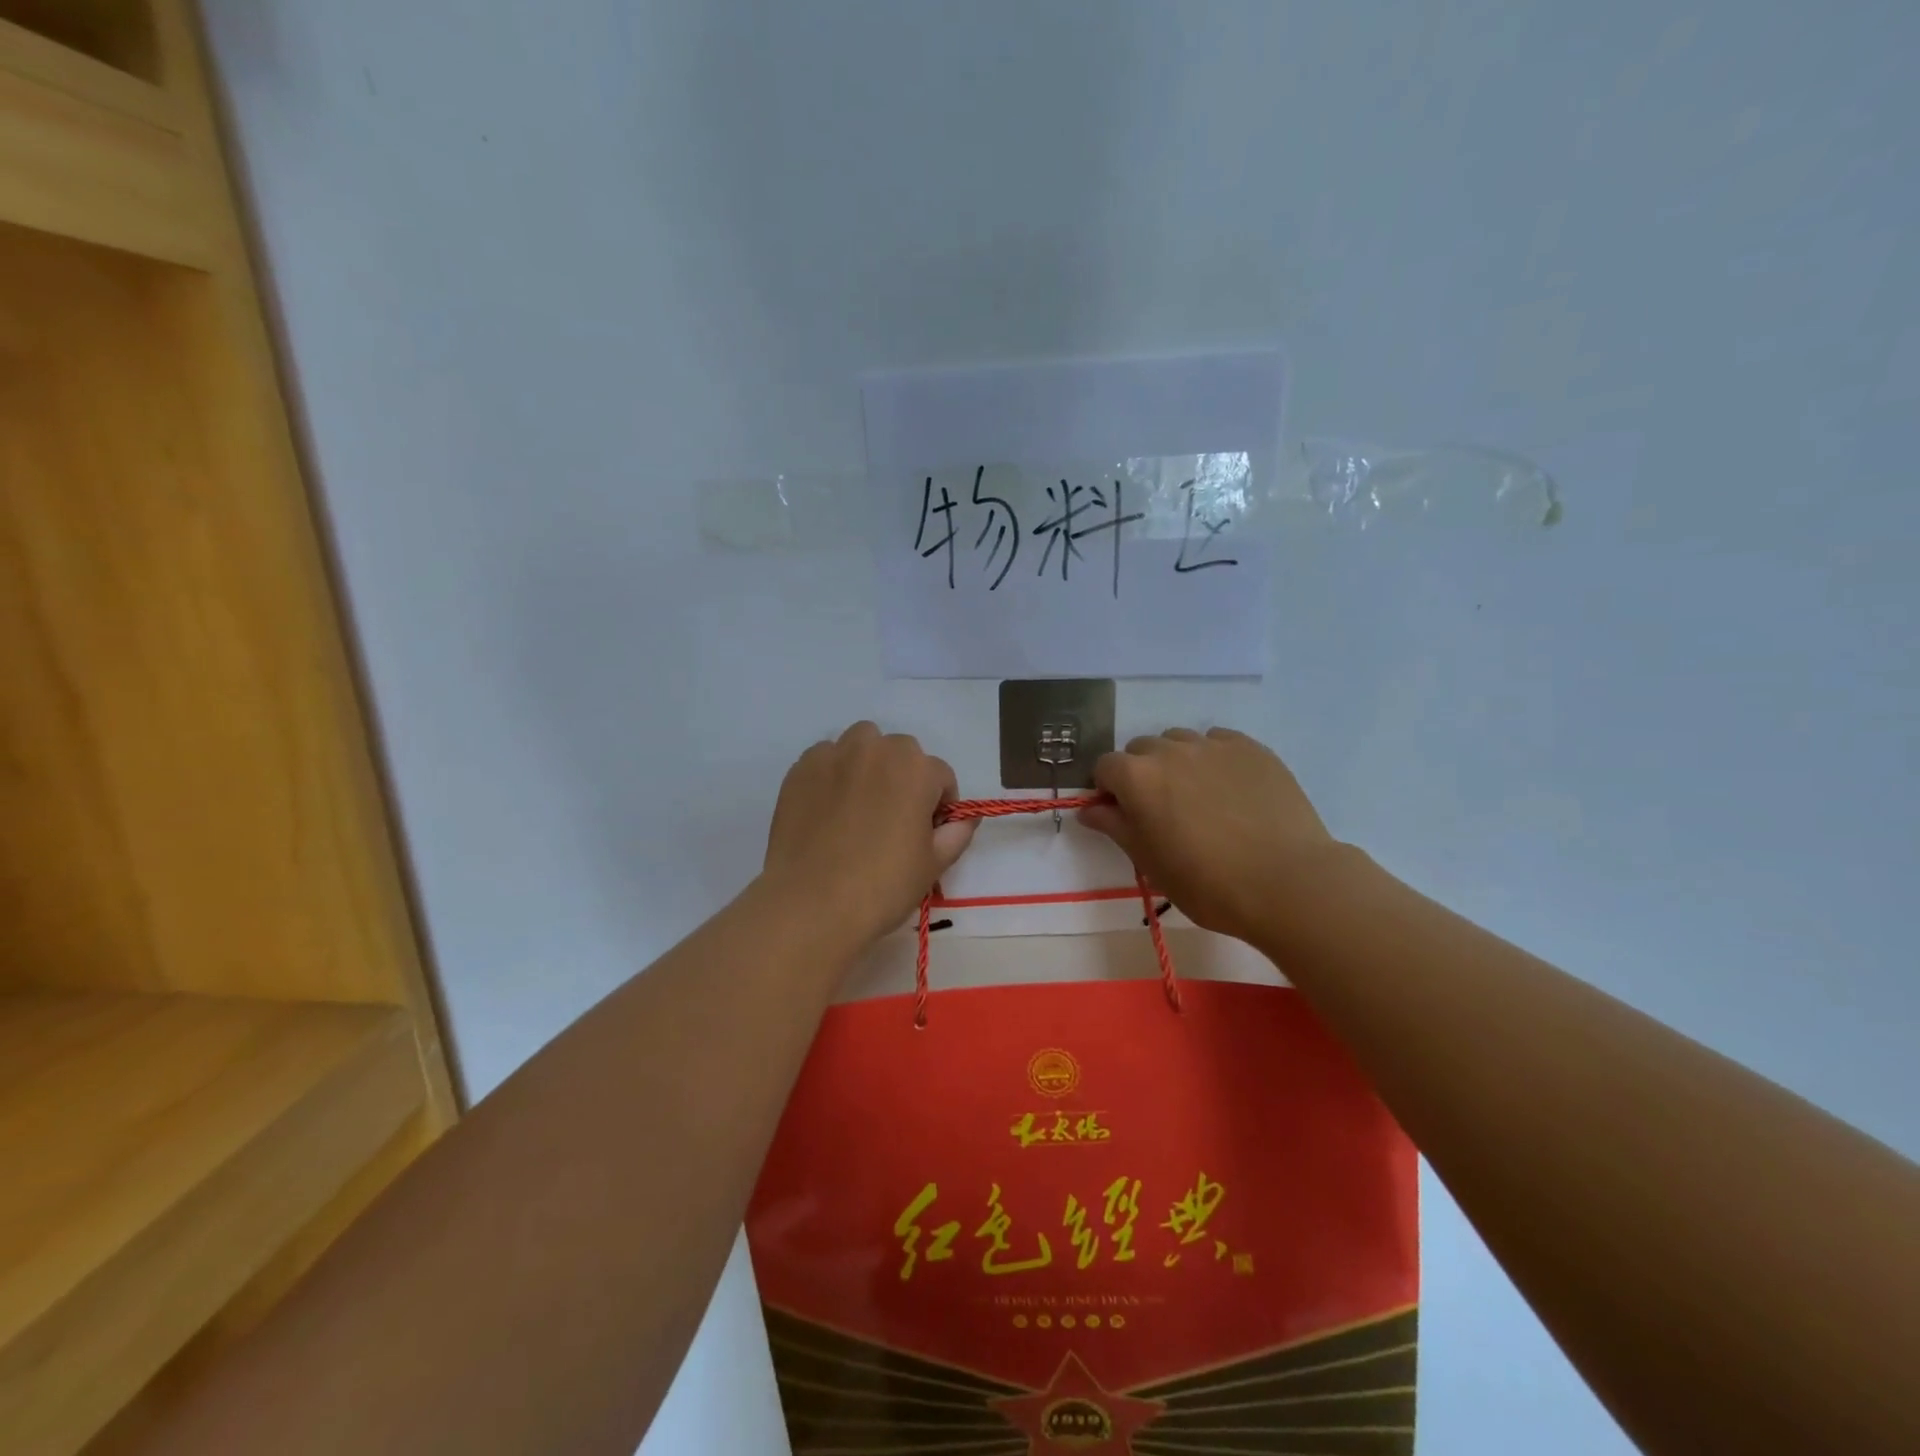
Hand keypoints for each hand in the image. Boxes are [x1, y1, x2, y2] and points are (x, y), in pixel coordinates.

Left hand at [763, 722, 975, 944]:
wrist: (811, 904)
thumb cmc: (883, 886)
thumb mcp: (933, 864)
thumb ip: (957, 833)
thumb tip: (965, 818)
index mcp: (916, 769)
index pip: (940, 776)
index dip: (939, 805)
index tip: (927, 832)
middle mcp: (876, 749)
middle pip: (901, 752)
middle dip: (904, 777)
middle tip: (892, 818)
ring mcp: (834, 755)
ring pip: (861, 744)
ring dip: (868, 764)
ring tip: (859, 804)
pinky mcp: (801, 769)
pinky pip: (825, 758)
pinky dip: (832, 774)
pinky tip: (827, 809)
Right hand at [1080, 727, 1338, 945]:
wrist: (1287, 882)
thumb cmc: (1207, 883)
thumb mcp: (1150, 862)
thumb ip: (1115, 827)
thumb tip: (1089, 809)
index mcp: (1137, 778)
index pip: (1105, 767)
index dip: (1109, 791)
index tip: (1123, 816)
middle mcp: (1170, 750)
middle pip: (1141, 749)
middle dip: (1141, 773)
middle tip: (1162, 811)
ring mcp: (1213, 745)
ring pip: (1179, 741)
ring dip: (1177, 762)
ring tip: (1199, 798)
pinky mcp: (1251, 748)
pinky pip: (1218, 741)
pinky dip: (1213, 758)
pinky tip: (1229, 789)